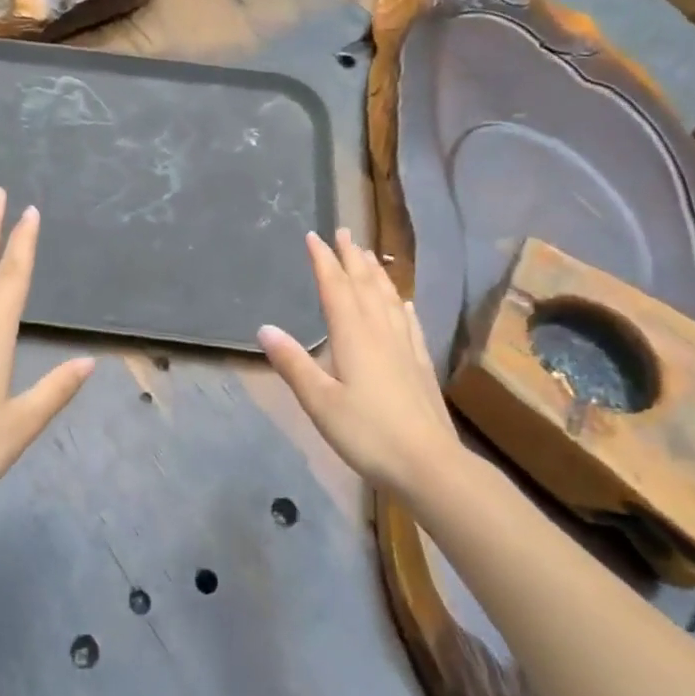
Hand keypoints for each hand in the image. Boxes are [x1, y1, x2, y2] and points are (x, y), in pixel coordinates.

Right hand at [258, 229, 460, 495]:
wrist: (429, 464)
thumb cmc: (367, 433)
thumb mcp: (320, 402)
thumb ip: (293, 363)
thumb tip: (265, 328)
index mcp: (353, 336)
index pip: (335, 287)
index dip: (324, 260)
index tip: (314, 236)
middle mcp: (380, 332)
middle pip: (364, 285)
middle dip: (352, 257)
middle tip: (344, 232)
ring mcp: (405, 346)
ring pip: (388, 298)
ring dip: (376, 274)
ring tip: (369, 255)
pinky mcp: (421, 364)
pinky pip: (410, 324)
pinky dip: (401, 306)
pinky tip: (403, 303)